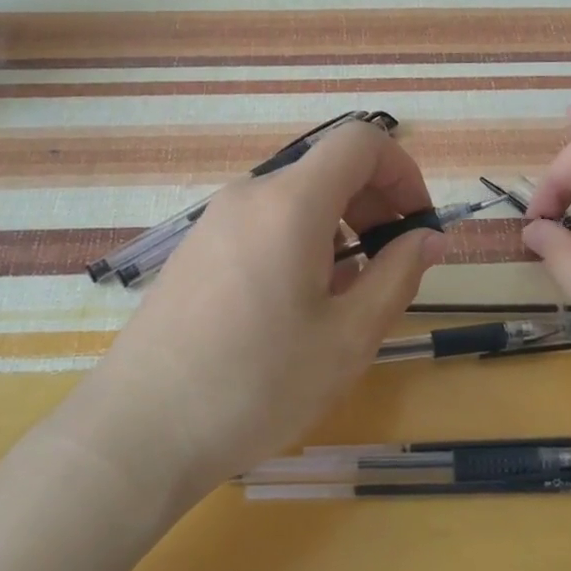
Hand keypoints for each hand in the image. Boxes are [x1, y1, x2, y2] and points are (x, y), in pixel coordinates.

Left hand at [66, 120, 445, 502]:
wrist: (140, 429)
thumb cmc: (256, 384)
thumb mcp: (347, 338)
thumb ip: (398, 276)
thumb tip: (430, 238)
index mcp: (290, 202)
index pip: (360, 142)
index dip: (402, 170)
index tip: (418, 224)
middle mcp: (249, 195)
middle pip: (327, 169)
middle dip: (374, 204)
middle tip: (391, 266)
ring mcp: (215, 220)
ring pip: (296, 199)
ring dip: (339, 228)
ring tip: (347, 294)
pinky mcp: (196, 249)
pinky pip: (263, 223)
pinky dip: (300, 242)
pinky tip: (298, 304)